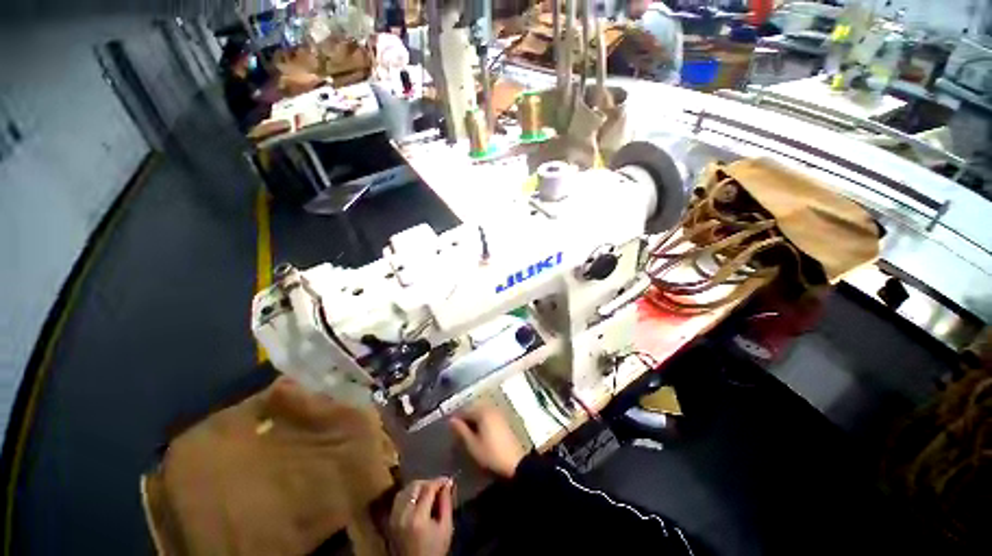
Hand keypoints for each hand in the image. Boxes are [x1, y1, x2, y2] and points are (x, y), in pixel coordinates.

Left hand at [388, 478, 453, 555]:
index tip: (448, 480)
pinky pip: (399, 499)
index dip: (439, 481)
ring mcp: (394, 517)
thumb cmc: (434, 550)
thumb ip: (447, 503)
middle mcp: (403, 514)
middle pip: (415, 486)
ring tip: (429, 492)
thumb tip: (448, 483)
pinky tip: (417, 499)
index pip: (428, 488)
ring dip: (418, 487)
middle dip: (429, 482)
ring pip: (405, 490)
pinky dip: (409, 494)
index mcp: (417, 517)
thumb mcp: (446, 528)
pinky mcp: (390, 521)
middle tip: (439, 486)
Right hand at [450, 402, 526, 477]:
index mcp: (482, 412)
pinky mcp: (504, 420)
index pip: (465, 410)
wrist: (515, 463)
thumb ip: (461, 430)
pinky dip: (482, 421)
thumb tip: (451, 420)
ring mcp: (499, 413)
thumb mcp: (472, 445)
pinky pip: (489, 416)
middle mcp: (491, 408)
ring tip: (467, 432)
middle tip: (457, 430)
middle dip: (465, 417)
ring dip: (474, 419)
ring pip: (481, 412)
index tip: (449, 427)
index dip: (456, 418)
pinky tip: (479, 432)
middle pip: (474, 409)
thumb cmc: (491, 454)